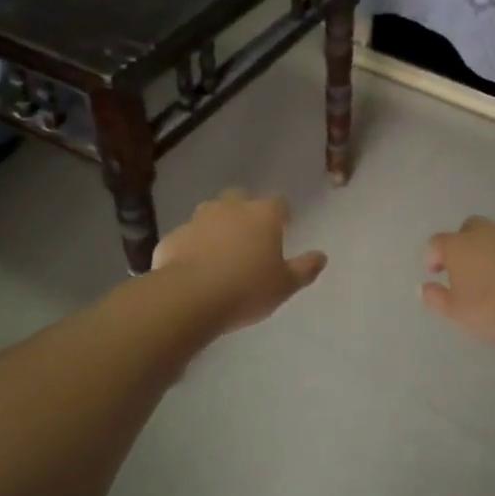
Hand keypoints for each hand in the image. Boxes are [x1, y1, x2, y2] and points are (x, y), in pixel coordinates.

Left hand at [153, 190, 327, 333]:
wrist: (189, 297)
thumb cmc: (247, 289)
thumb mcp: (285, 285)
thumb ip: (304, 269)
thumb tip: (322, 256)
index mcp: (262, 215)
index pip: (278, 203)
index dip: (281, 214)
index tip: (283, 227)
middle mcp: (230, 208)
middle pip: (240, 198)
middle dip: (245, 211)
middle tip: (249, 237)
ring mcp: (197, 220)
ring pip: (210, 213)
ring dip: (216, 226)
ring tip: (220, 252)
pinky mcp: (173, 237)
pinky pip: (187, 237)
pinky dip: (192, 247)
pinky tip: (193, 269)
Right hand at [422, 217, 494, 345]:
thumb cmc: (494, 308)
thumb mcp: (457, 313)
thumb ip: (437, 298)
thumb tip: (423, 288)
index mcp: (459, 245)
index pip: (438, 242)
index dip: (435, 256)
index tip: (438, 273)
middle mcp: (487, 233)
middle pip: (470, 229)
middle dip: (466, 244)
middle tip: (468, 269)